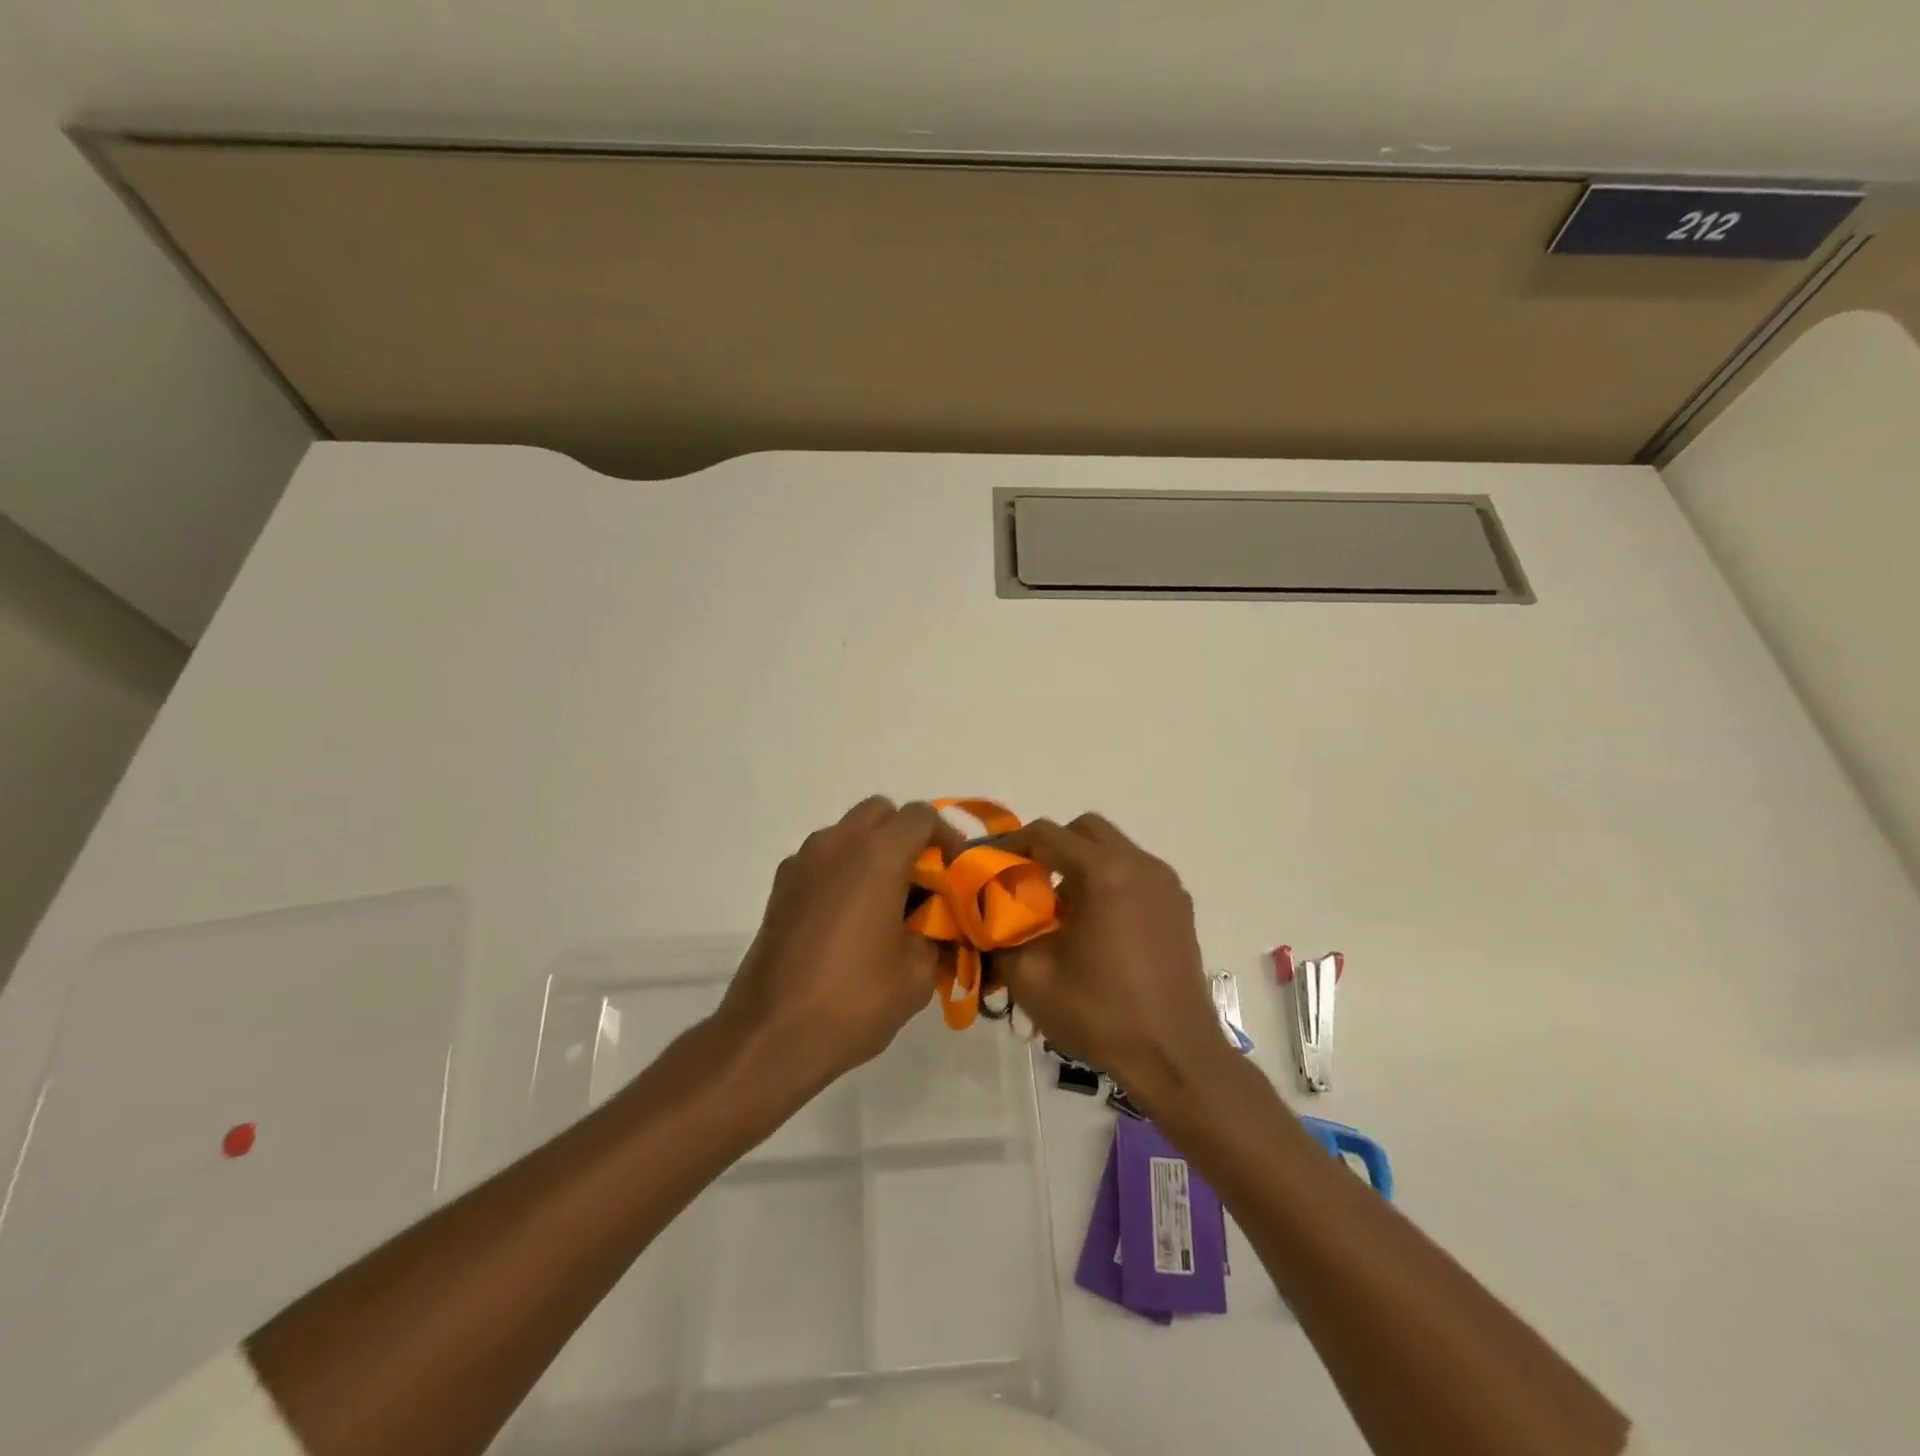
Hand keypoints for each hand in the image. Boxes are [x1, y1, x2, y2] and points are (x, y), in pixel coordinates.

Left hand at [719, 796, 958, 1092]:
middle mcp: (837, 844)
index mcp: (877, 856)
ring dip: (872, 851)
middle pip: (880, 812)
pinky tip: (849, 919)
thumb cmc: (853, 1001)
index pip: (920, 816)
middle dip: (906, 836)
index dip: (946, 837)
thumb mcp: (917, 976)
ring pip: (847, 833)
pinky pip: (822, 859)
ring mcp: (802, 862)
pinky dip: (843, 871)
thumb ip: (937, 937)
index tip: (955, 871)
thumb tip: (938, 927)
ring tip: (886, 902)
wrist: (771, 1036)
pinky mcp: (780, 887)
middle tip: (921, 880)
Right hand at [996, 814, 1233, 1110]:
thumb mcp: (1031, 978)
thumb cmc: (1100, 1013)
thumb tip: (989, 917)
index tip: (989, 865)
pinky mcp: (1180, 907)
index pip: (1047, 834)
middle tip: (1028, 884)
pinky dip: (1109, 883)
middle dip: (1051, 848)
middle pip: (1085, 830)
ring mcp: (1166, 885)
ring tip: (1062, 912)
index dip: (1011, 844)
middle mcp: (1140, 865)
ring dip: (1082, 866)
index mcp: (1104, 873)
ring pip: (1113, 850)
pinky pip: (1135, 875)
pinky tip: (1096, 929)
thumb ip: (1000, 935)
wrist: (1176, 1057)